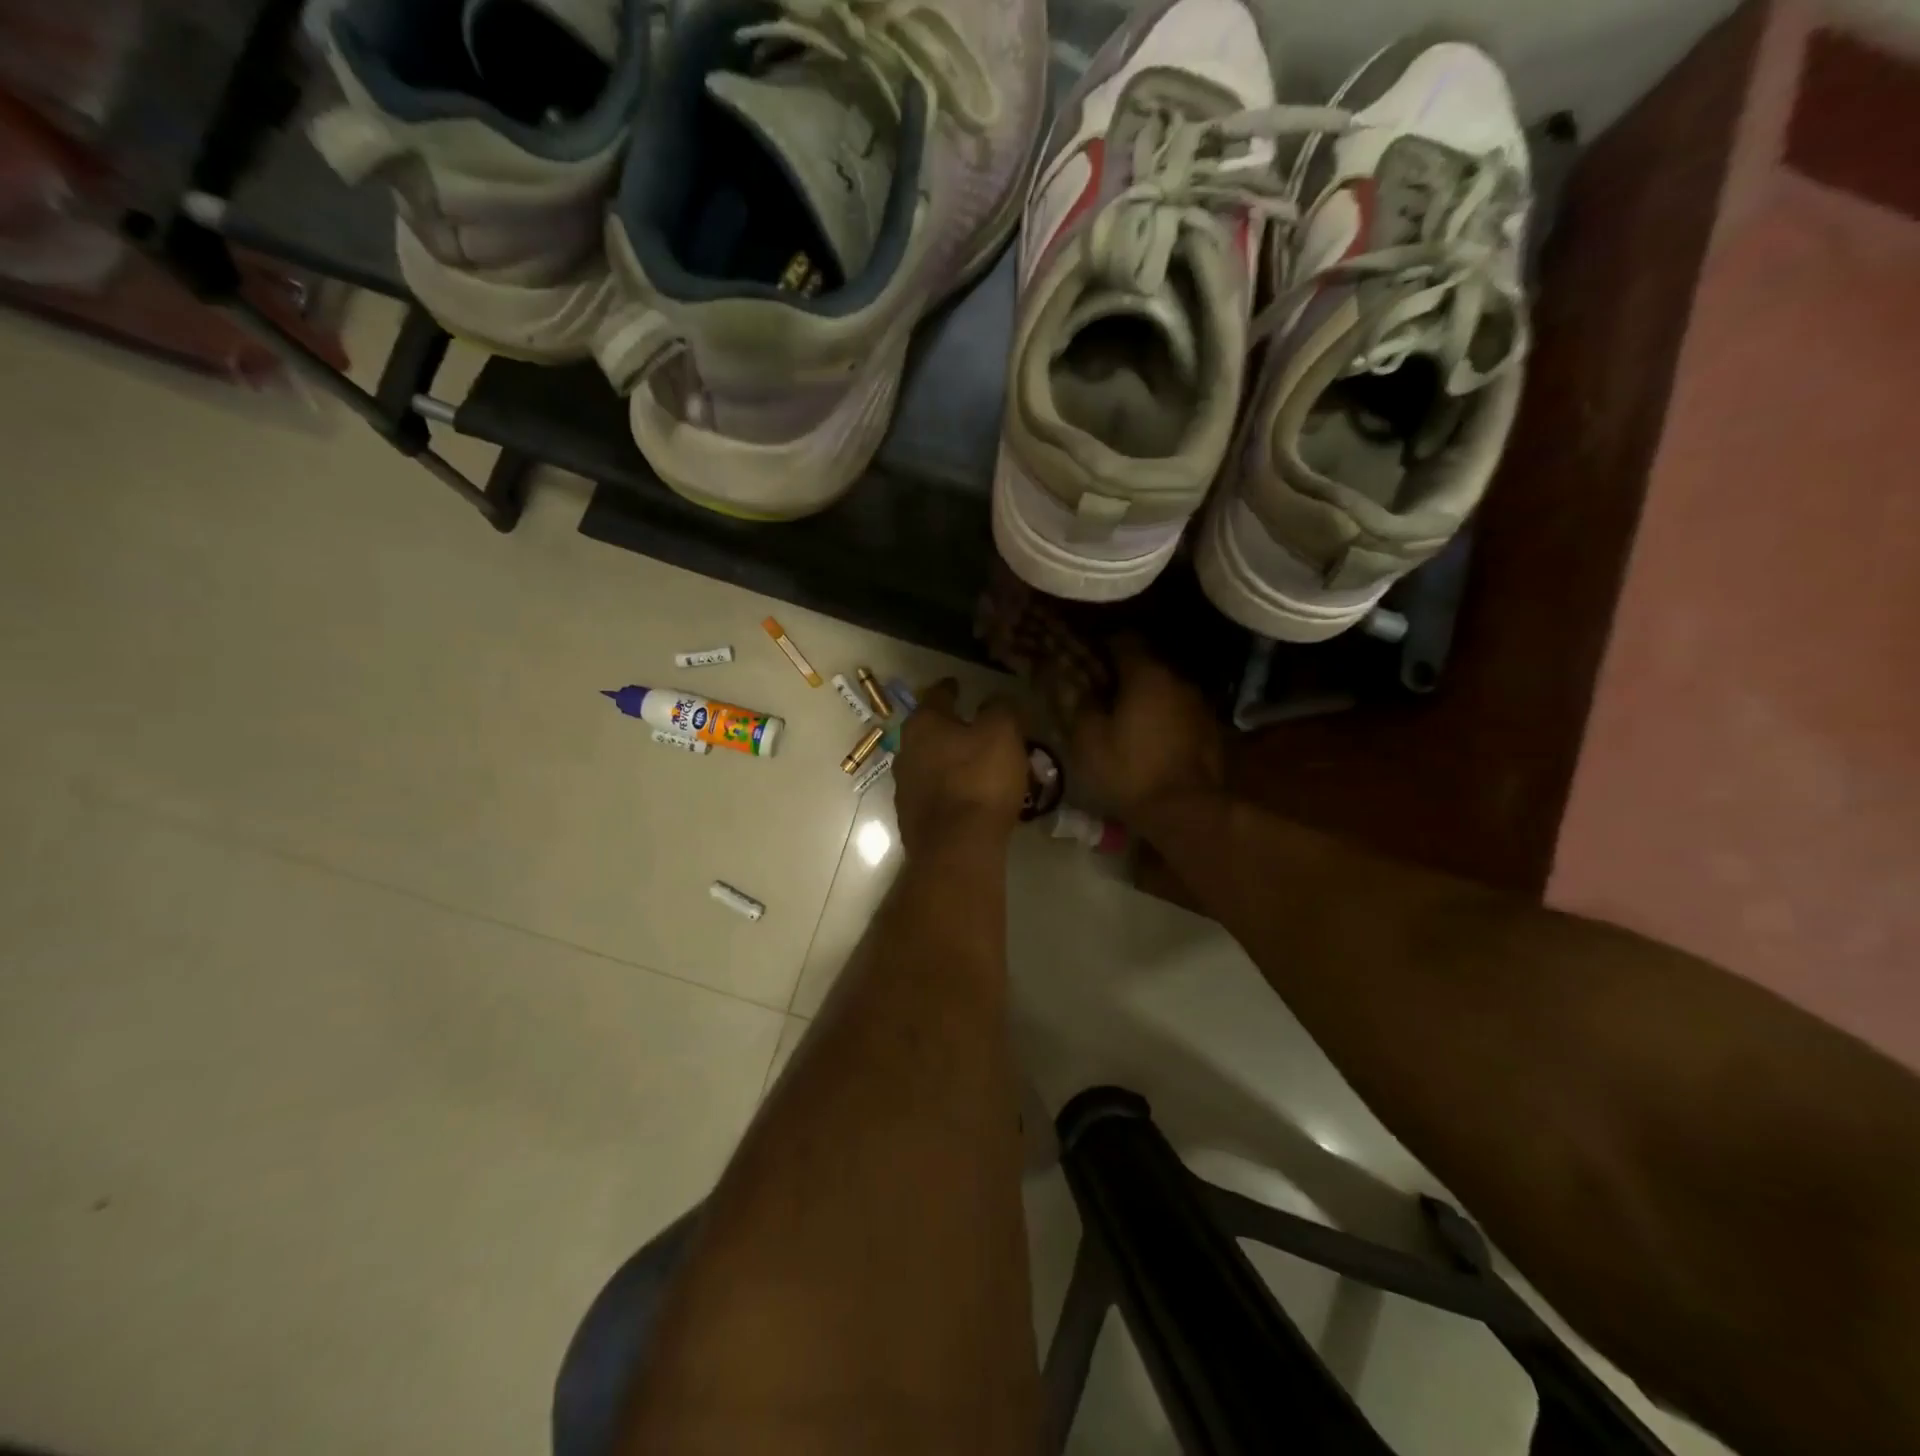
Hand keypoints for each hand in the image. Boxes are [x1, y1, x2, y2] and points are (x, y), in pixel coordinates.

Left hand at [893, 680, 1028, 854]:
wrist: (957, 848)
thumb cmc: (980, 779)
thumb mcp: (1002, 733)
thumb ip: (1000, 709)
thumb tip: (996, 700)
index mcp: (923, 724)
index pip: (938, 695)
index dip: (951, 688)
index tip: (959, 684)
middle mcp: (905, 751)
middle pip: (931, 732)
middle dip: (952, 729)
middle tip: (978, 730)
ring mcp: (905, 788)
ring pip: (931, 764)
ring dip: (951, 762)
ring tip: (978, 766)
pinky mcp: (912, 819)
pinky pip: (935, 794)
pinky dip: (950, 790)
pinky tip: (969, 798)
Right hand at [1068, 639, 1223, 822]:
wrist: (1186, 811)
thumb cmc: (1130, 771)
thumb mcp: (1089, 740)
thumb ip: (1080, 703)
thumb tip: (1073, 683)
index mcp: (1146, 674)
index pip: (1123, 639)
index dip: (1100, 645)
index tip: (1083, 657)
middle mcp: (1177, 679)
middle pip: (1146, 662)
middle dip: (1122, 672)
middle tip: (1099, 689)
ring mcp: (1198, 704)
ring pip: (1164, 688)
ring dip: (1144, 696)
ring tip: (1123, 715)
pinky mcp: (1209, 730)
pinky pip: (1178, 711)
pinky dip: (1162, 716)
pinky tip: (1148, 736)